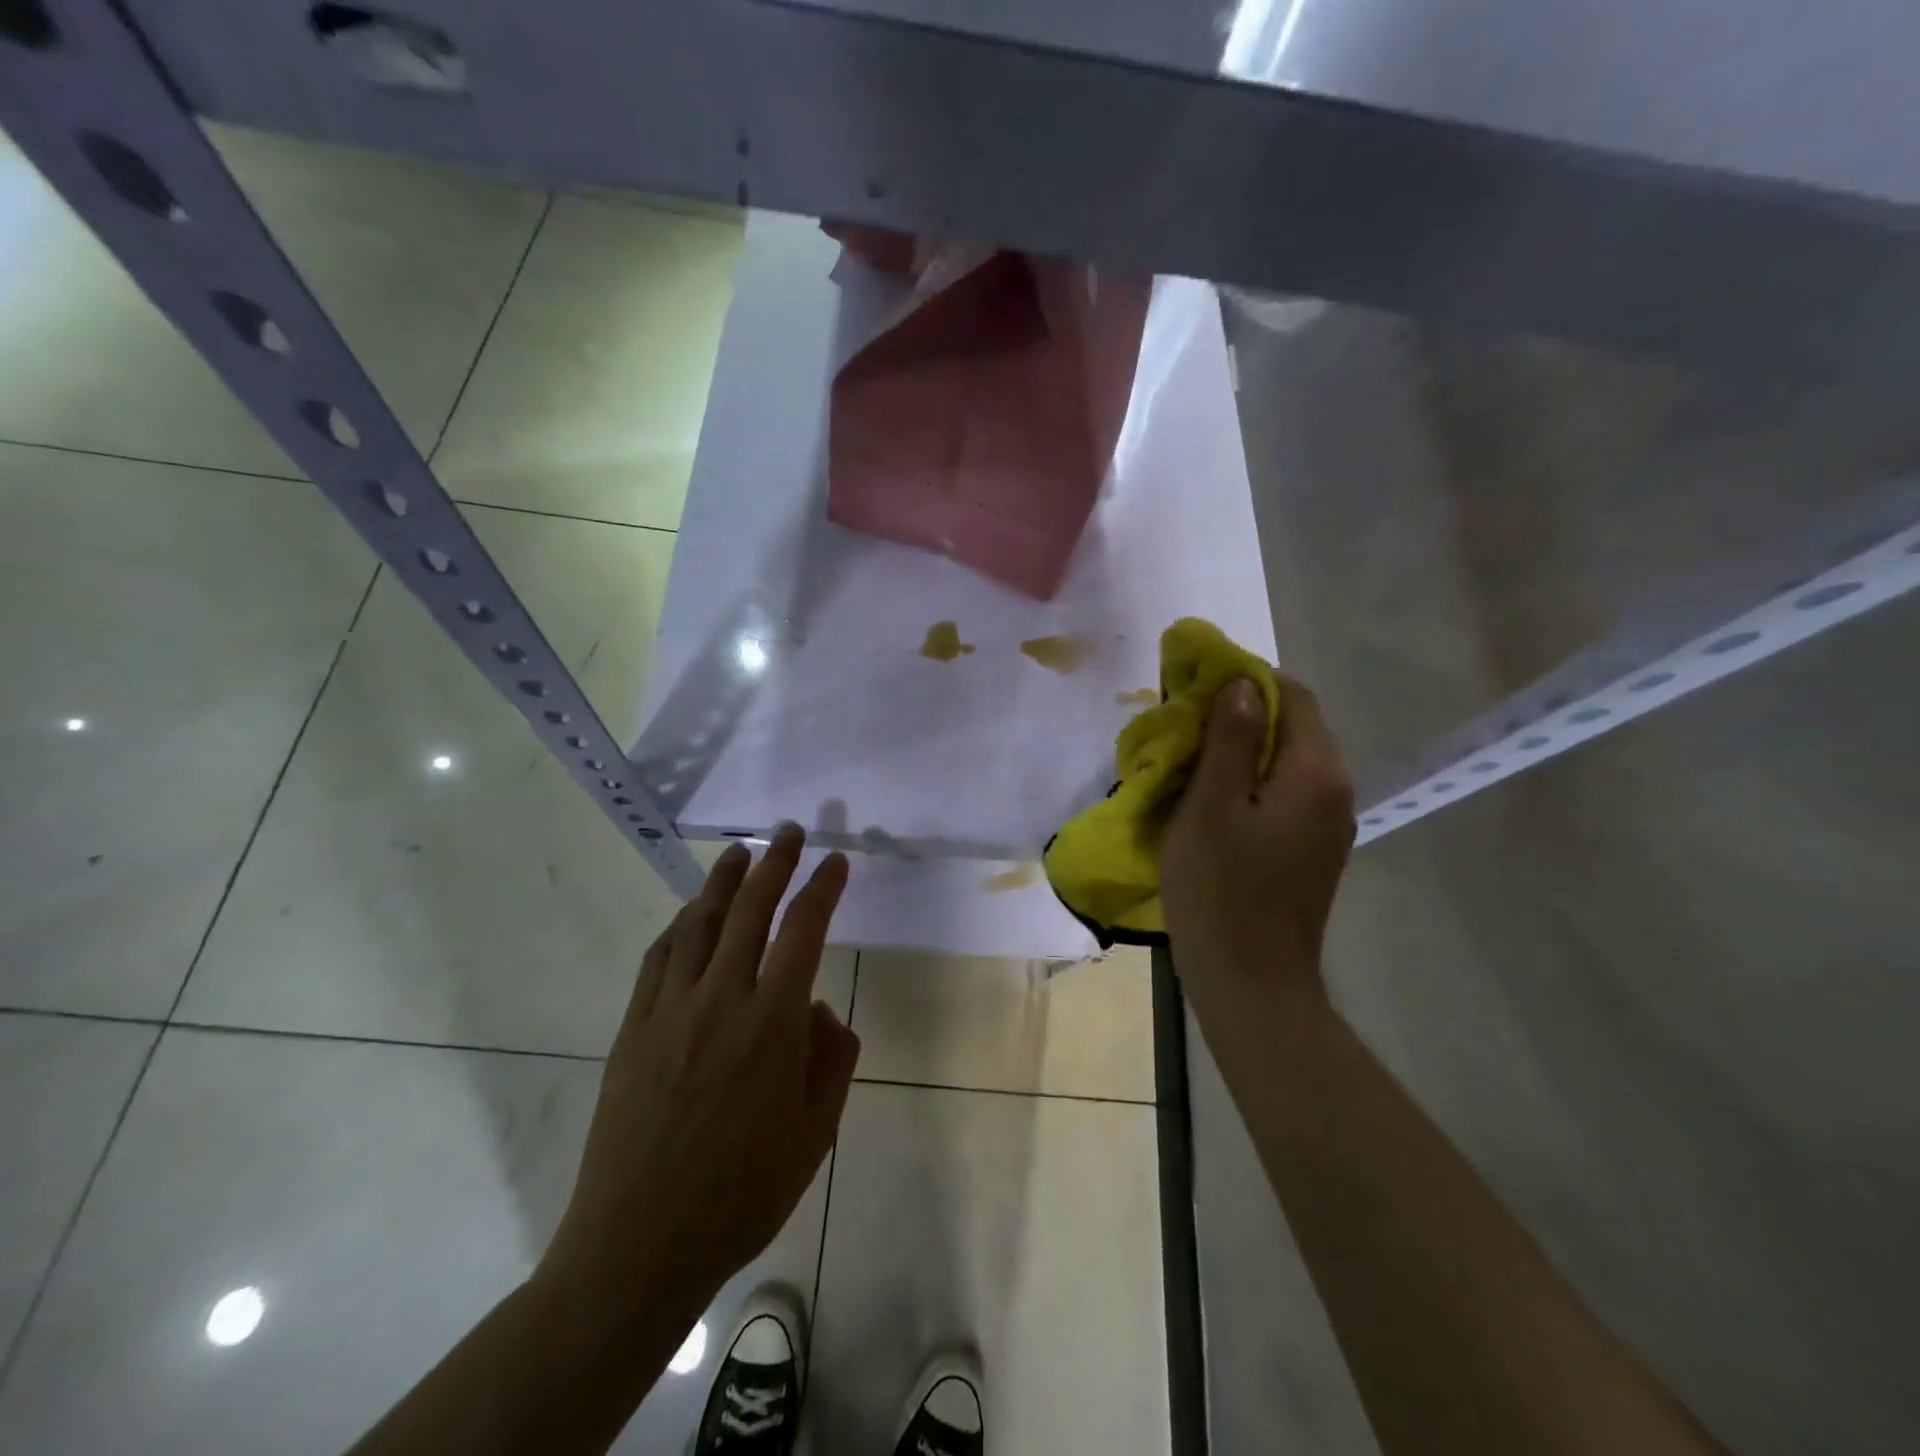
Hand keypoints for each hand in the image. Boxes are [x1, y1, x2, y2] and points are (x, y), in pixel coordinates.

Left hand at [535, 826, 859, 1329]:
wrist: (638, 1246)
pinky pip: (658, 959)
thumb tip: (819, 1010)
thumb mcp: (815, 1133)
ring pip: (698, 925)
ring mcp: (669, 1011)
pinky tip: (688, 915)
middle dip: (774, 864)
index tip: (836, 861)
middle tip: (788, 832)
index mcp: (772, 1024)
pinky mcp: (633, 1029)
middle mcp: (720, 1000)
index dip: (822, 888)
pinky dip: (678, 926)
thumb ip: (832, 1059)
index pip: (804, 931)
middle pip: (749, 911)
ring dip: (722, 883)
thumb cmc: (742, 1194)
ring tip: (739, 854)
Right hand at [1161, 675, 1355, 1015]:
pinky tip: (1213, 801)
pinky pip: (1285, 794)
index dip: (1245, 680)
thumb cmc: (1221, 891)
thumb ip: (1231, 740)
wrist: (1251, 984)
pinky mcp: (1312, 850)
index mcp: (1315, 772)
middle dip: (1240, 715)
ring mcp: (1328, 823)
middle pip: (1294, 727)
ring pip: (1287, 762)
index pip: (1293, 695)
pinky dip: (1250, 783)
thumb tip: (1243, 684)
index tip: (1194, 687)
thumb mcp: (1211, 807)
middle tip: (1183, 726)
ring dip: (1242, 750)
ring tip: (1190, 761)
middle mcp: (1335, 790)